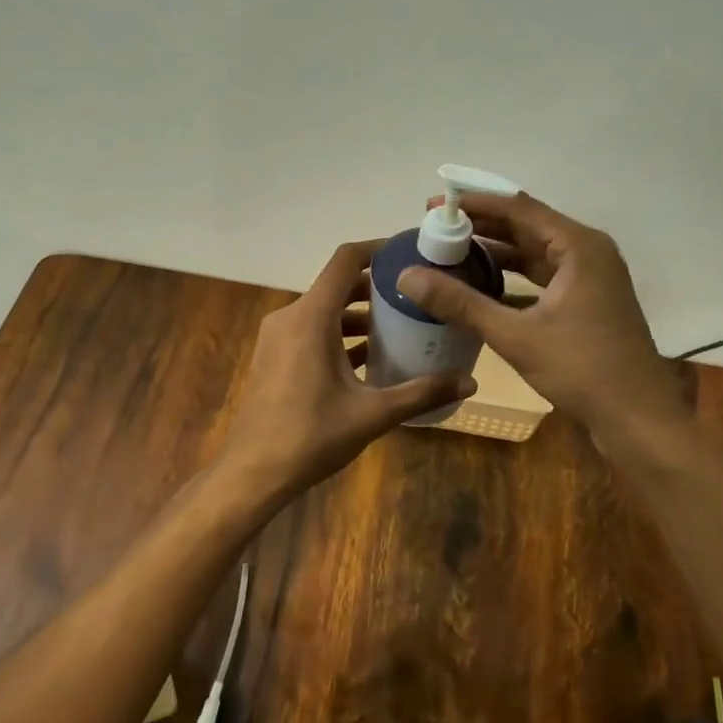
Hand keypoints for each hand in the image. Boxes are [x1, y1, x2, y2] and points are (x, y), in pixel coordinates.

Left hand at [219, 240, 476, 502]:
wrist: (253, 473)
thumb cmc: (311, 436)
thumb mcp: (373, 414)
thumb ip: (422, 393)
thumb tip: (470, 383)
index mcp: (311, 318)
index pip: (345, 260)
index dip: (377, 249)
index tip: (409, 253)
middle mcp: (291, 317)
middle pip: (337, 285)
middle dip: (376, 287)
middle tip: (415, 295)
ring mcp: (278, 337)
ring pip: (324, 310)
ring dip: (358, 314)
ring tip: (399, 327)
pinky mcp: (274, 357)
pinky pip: (311, 331)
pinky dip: (339, 334)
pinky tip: (369, 358)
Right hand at [397, 193, 686, 443]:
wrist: (637, 418)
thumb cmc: (582, 370)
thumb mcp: (516, 335)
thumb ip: (461, 303)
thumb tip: (407, 276)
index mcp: (579, 247)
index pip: (519, 209)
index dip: (474, 205)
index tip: (434, 206)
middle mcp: (588, 252)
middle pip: (527, 227)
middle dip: (482, 227)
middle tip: (436, 229)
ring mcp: (591, 278)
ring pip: (536, 252)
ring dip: (497, 252)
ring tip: (451, 253)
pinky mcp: (588, 302)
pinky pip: (544, 277)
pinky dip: (513, 278)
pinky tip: (481, 286)